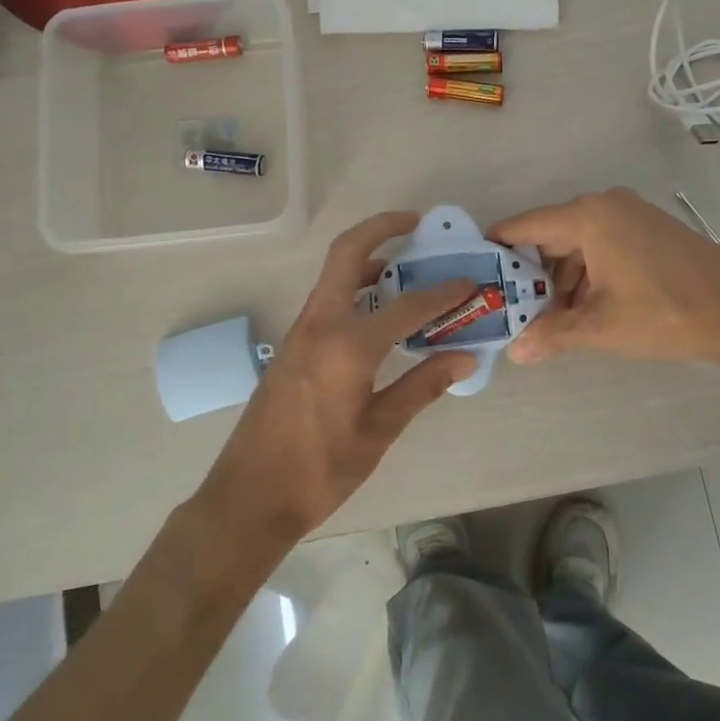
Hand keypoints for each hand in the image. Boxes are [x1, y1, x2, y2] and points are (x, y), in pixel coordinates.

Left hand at [198, 212, 477, 543]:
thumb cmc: (319, 469)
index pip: (407, 306)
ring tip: (406, 268)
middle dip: (382, 229)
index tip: (470, 282)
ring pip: (334, 275)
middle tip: (417, 224)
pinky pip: (327, 300)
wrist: (249, 496)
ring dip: (368, 260)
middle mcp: (320, 324)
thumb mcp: (379, 430)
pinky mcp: (293, 346)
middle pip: (348, 254)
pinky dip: (355, 289)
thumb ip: (421, 386)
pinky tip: (379, 313)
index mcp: (347, 345)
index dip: (443, 293)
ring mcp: (301, 332)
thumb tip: (465, 357)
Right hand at [490, 187, 719, 368]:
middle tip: (515, 310)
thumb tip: (516, 353)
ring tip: (554, 320)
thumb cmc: (665, 312)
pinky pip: (604, 246)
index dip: (498, 249)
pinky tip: (588, 309)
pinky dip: (589, 274)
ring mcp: (632, 215)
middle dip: (533, 275)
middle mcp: (606, 205)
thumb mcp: (601, 327)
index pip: (525, 226)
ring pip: (579, 244)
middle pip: (551, 235)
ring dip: (563, 280)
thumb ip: (552, 335)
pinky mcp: (651, 230)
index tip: (476, 273)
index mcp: (588, 216)